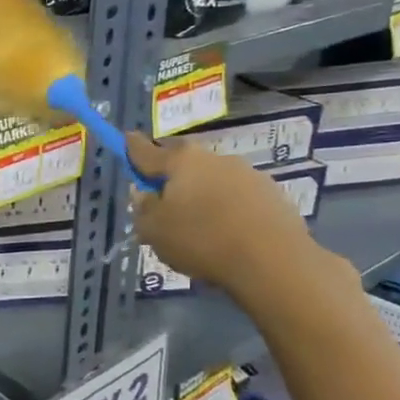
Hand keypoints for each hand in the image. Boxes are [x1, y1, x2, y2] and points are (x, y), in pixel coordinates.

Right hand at [127, 134, 333, 300]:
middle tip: (163, 204)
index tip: (126, 139)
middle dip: (170, 177)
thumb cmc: (201, 240)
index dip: (132, 147)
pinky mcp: (271, 193)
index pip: (146, 150)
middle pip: (182, 163)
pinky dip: (227, 208)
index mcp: (181, 162)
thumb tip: (144, 194)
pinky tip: (227, 234)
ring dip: (201, 194)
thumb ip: (143, 209)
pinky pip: (237, 196)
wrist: (273, 260)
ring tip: (199, 227)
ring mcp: (247, 173)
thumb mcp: (154, 231)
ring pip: (212, 179)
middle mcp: (213, 158)